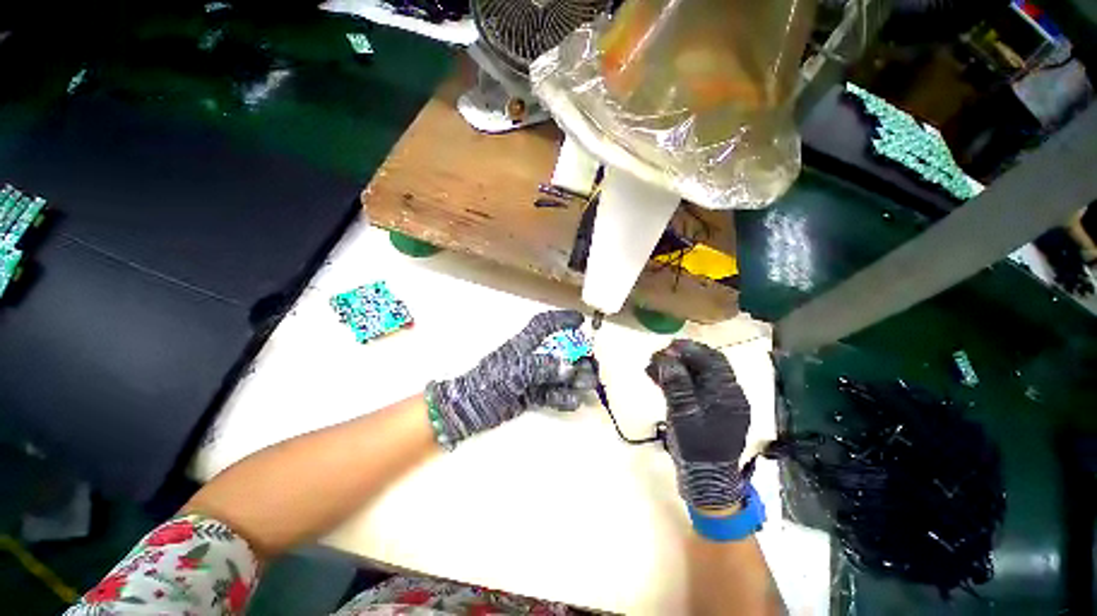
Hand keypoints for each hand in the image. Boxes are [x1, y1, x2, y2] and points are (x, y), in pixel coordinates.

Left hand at [427, 310, 596, 446]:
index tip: (580, 320)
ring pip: (558, 373)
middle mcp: (530, 358)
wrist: (468, 410)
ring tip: (589, 385)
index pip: (544, 325)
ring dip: (575, 378)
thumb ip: (542, 367)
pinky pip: (551, 394)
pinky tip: (575, 402)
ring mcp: (531, 377)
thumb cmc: (488, 383)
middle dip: (577, 356)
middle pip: (559, 351)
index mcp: (523, 344)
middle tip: (592, 365)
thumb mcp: (515, 371)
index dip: (562, 319)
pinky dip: (564, 397)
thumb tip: (570, 367)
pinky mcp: (530, 396)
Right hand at [646, 340, 751, 511]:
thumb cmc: (697, 448)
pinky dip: (674, 380)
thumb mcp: (684, 414)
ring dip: (674, 368)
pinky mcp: (704, 410)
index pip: (713, 360)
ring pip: (695, 375)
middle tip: (657, 355)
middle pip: (704, 365)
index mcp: (728, 394)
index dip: (690, 350)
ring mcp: (715, 403)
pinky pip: (690, 388)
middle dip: (680, 357)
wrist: (705, 480)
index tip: (668, 346)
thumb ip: (676, 385)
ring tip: (652, 366)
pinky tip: (656, 378)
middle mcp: (726, 394)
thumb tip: (667, 358)